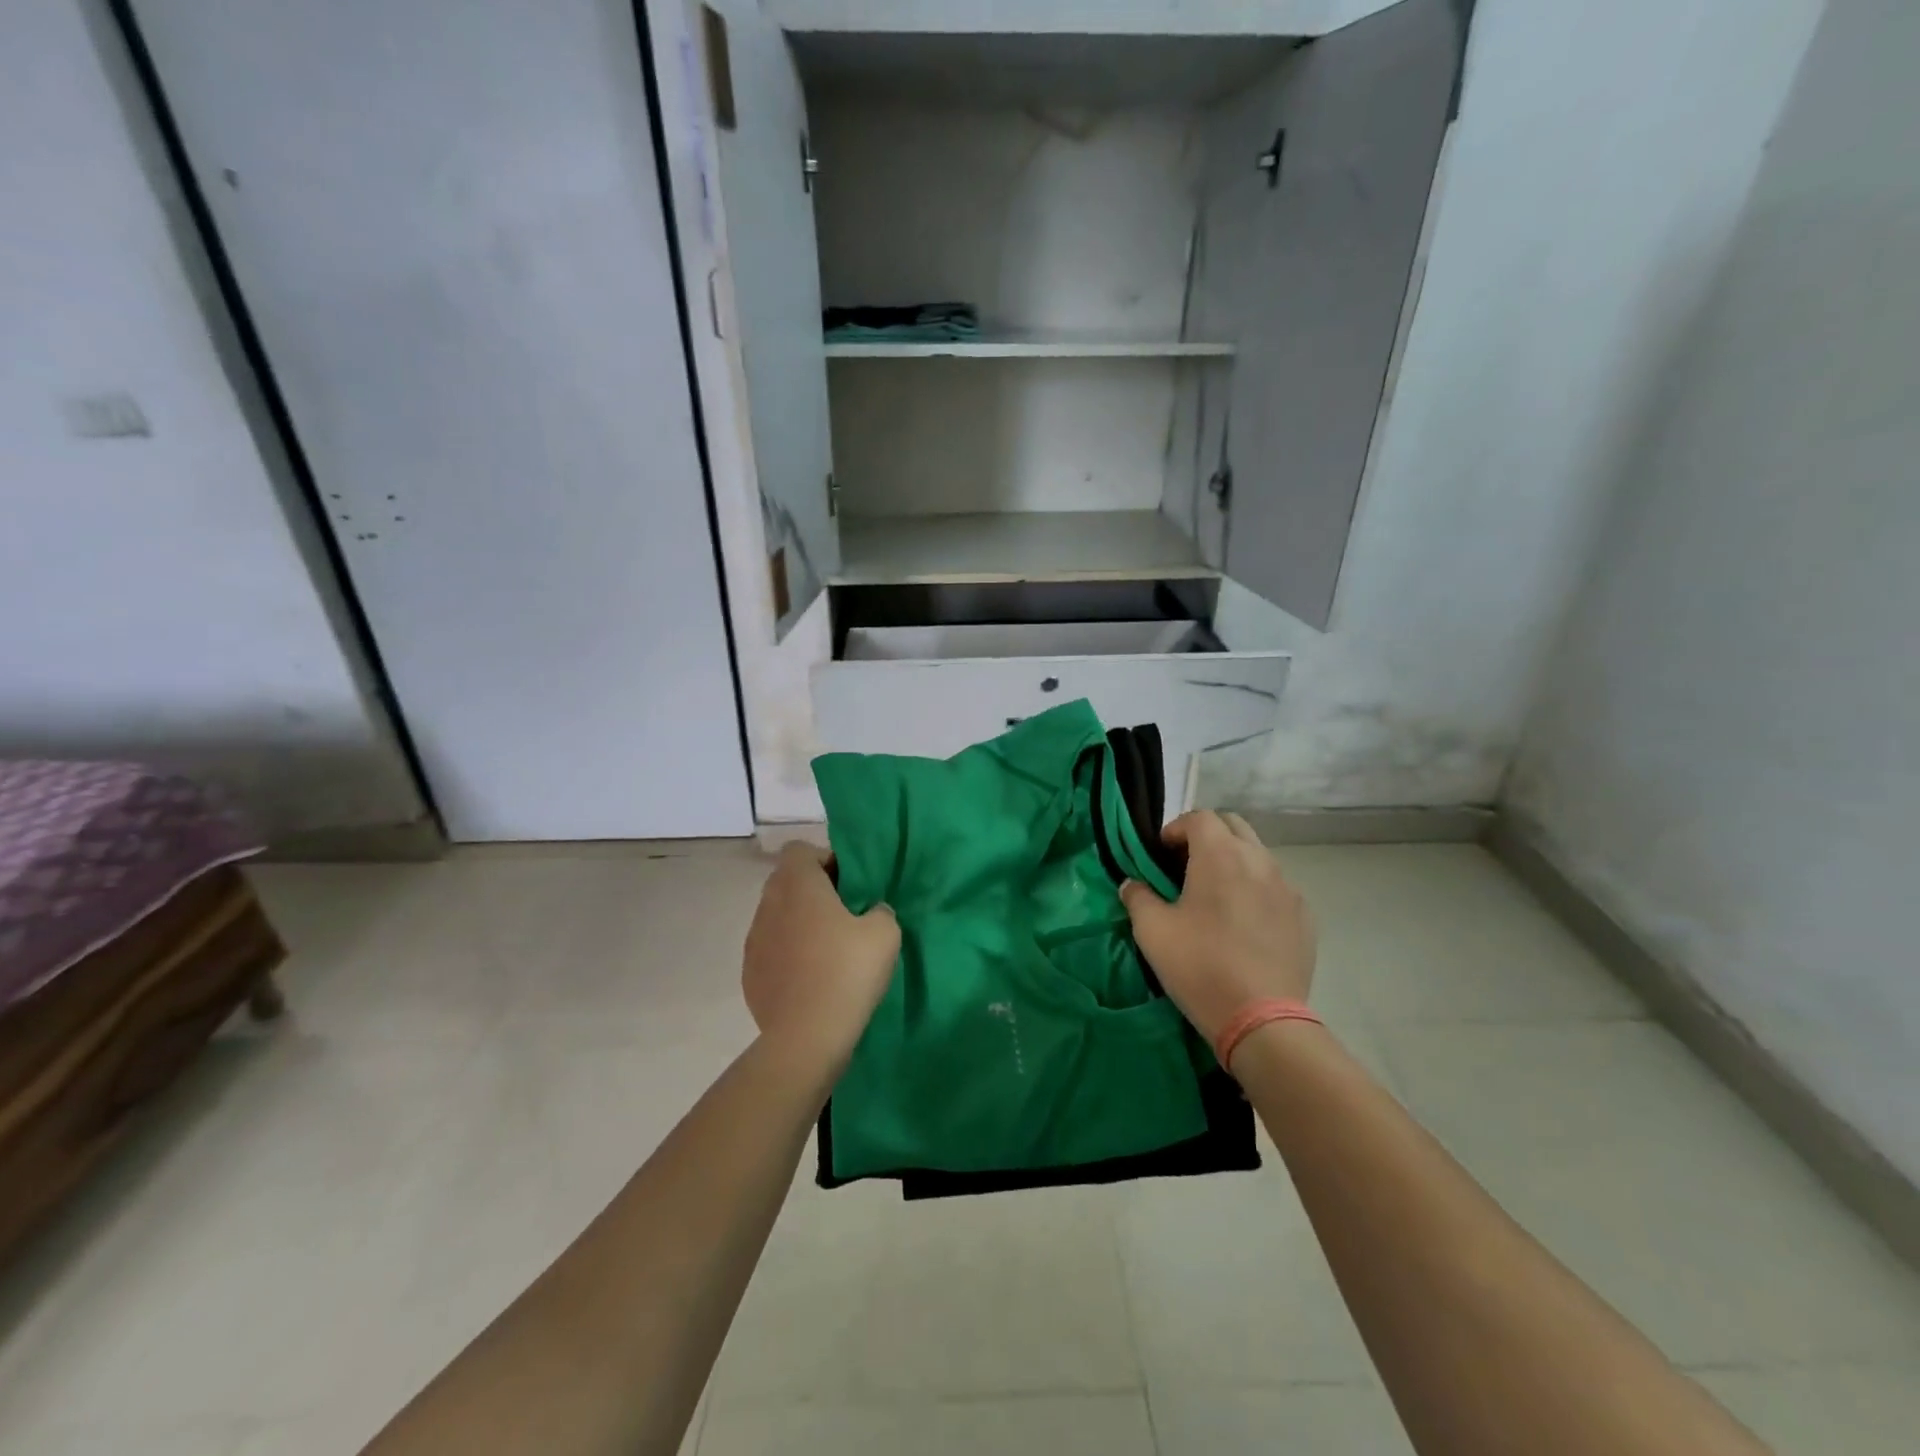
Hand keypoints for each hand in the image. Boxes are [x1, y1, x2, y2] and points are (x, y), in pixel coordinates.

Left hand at [743, 843, 899, 1070]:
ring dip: (799, 924)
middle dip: (814, 892)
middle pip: (787, 881)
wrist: (806, 1038)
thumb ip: (880, 909)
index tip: (848, 886)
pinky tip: (810, 980)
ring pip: (778, 916)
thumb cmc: (847, 972)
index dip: (825, 860)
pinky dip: (788, 955)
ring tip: (828, 951)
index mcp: (797, 884)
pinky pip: (771, 950)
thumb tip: (871, 912)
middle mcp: (768, 904)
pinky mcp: (749, 974)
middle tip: (845, 916)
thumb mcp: (885, 932)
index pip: (800, 850)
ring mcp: (753, 940)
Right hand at [1119, 811, 1314, 1044]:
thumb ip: (1137, 897)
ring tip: (1215, 896)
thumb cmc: (1200, 966)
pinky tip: (1244, 923)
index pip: (1199, 817)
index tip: (1160, 855)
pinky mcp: (1304, 916)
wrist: (1262, 1019)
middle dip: (1207, 836)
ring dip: (1233, 861)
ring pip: (1257, 855)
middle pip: (1233, 826)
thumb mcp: (1152, 931)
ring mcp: (1287, 887)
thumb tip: (1132, 884)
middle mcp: (1258, 860)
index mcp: (1220, 855)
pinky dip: (1256, 889)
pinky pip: (1276, 886)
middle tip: (1186, 866)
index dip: (1176, 829)